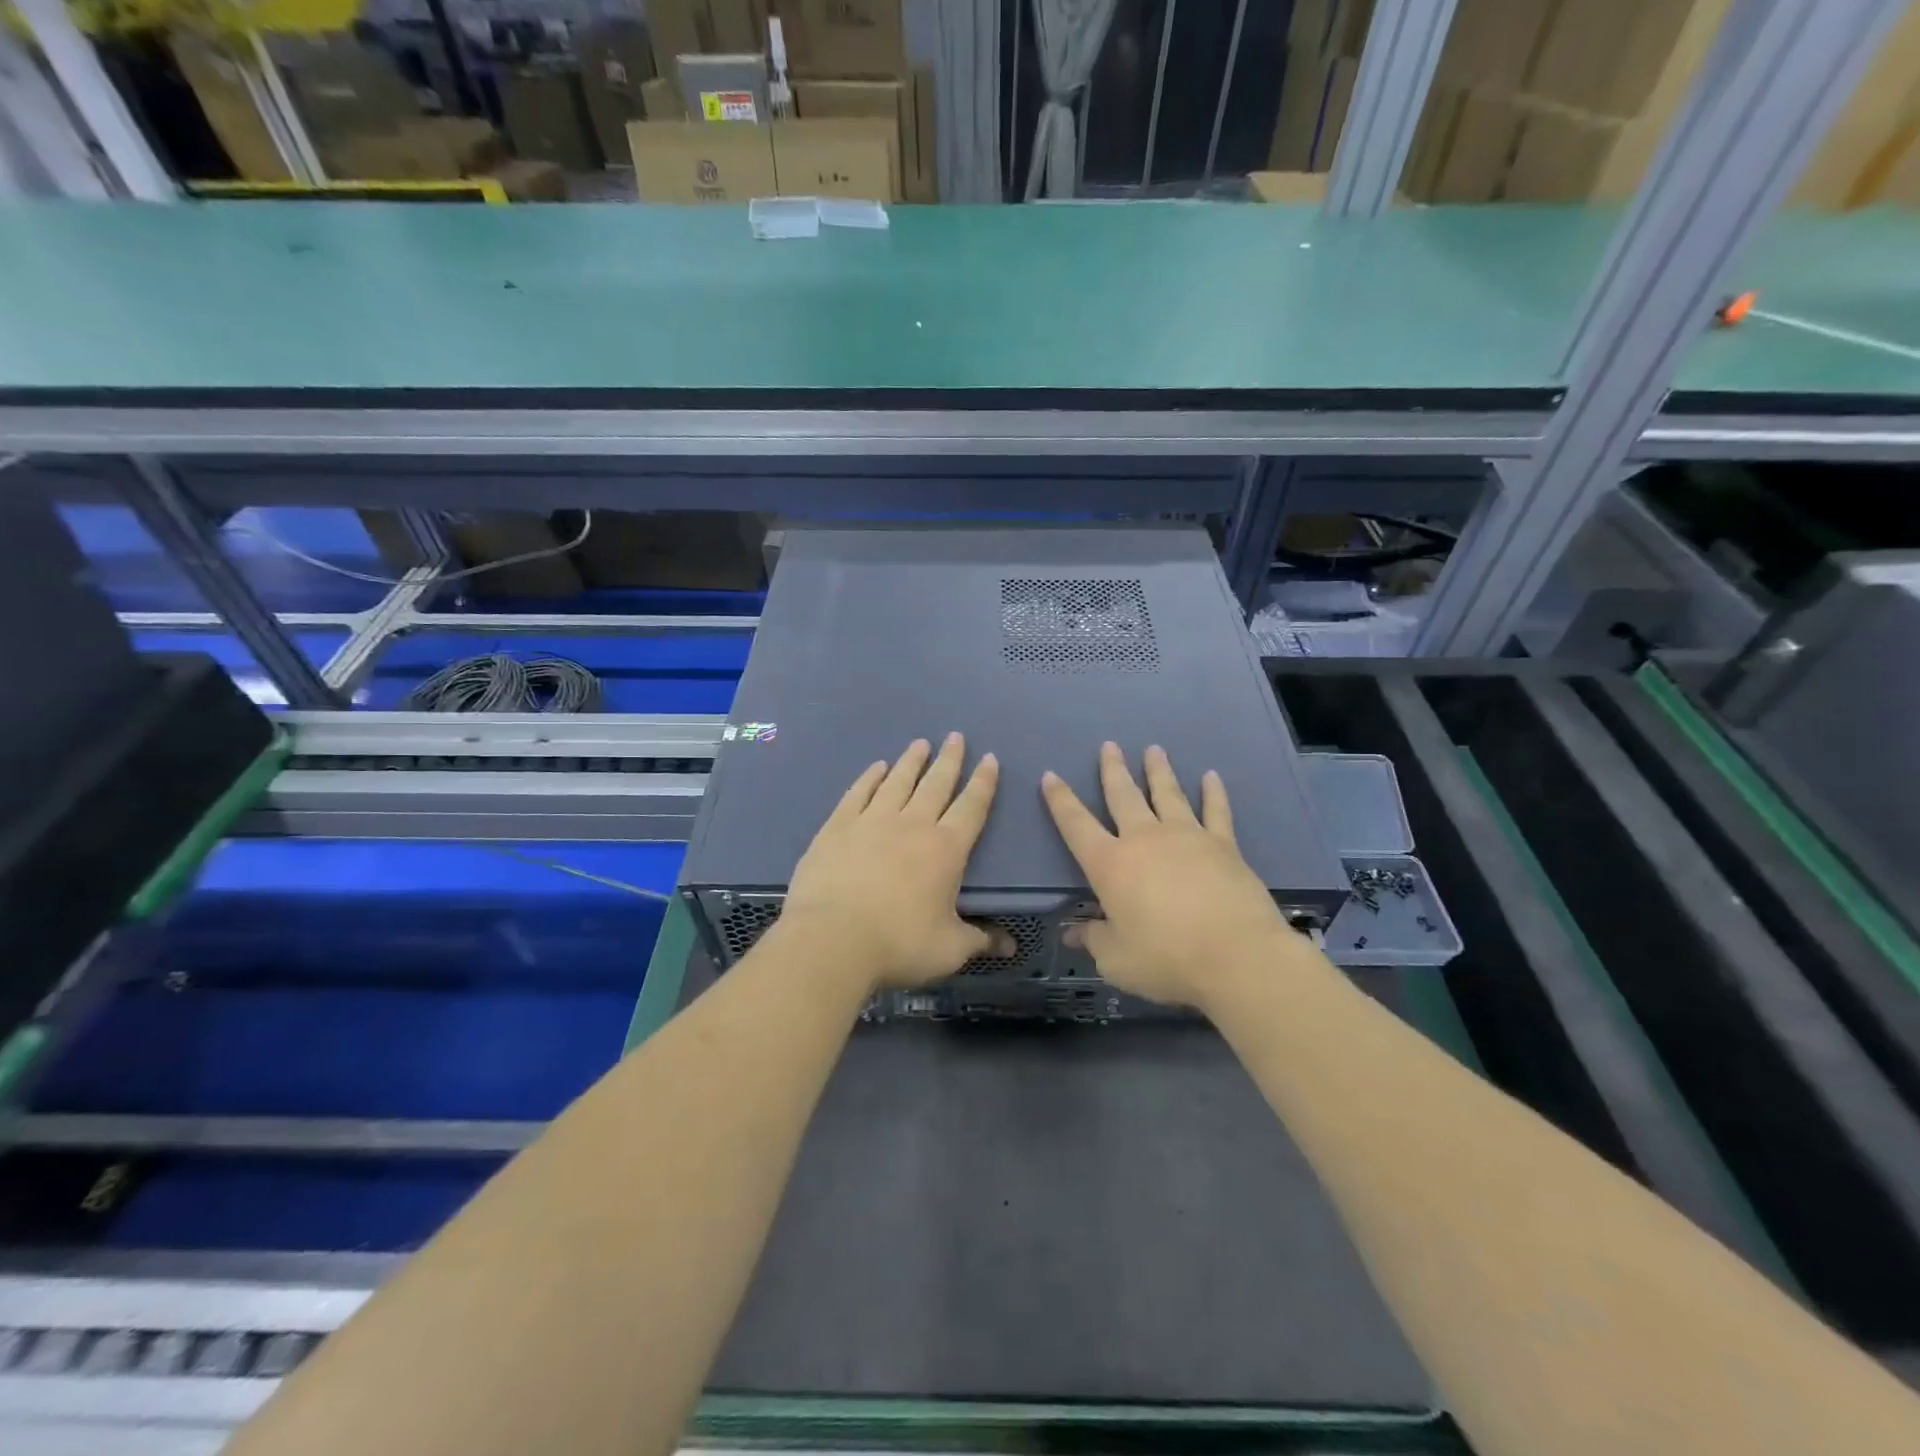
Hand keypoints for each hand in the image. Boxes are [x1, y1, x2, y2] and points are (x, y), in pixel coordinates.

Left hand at [782, 734, 1002, 989]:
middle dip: (950, 759)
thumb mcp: (949, 949)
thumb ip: (979, 940)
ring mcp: (872, 820)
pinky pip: (859, 792)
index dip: (983, 782)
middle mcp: (913, 824)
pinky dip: (870, 777)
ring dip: (912, 761)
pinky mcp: (838, 826)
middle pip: (936, 783)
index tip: (990, 758)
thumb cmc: (899, 944)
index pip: (972, 807)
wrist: (832, 940)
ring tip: (921, 743)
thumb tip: (1010, 946)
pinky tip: (877, 767)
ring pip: (898, 781)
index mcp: (946, 849)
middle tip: (956, 736)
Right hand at [1042, 742, 1302, 1008]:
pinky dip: (1213, 793)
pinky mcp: (1224, 845)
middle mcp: (1145, 840)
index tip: (1051, 775)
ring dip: (1158, 771)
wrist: (1237, 956)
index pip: (1076, 825)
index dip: (1060, 800)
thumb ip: (1094, 940)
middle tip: (1109, 745)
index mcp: (1110, 864)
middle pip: (1123, 796)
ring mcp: (1187, 837)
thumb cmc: (1166, 959)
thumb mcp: (1116, 960)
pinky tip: (1211, 777)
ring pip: (1168, 794)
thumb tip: (1073, 932)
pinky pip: (1216, 811)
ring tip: (1154, 749)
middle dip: (1113, 770)